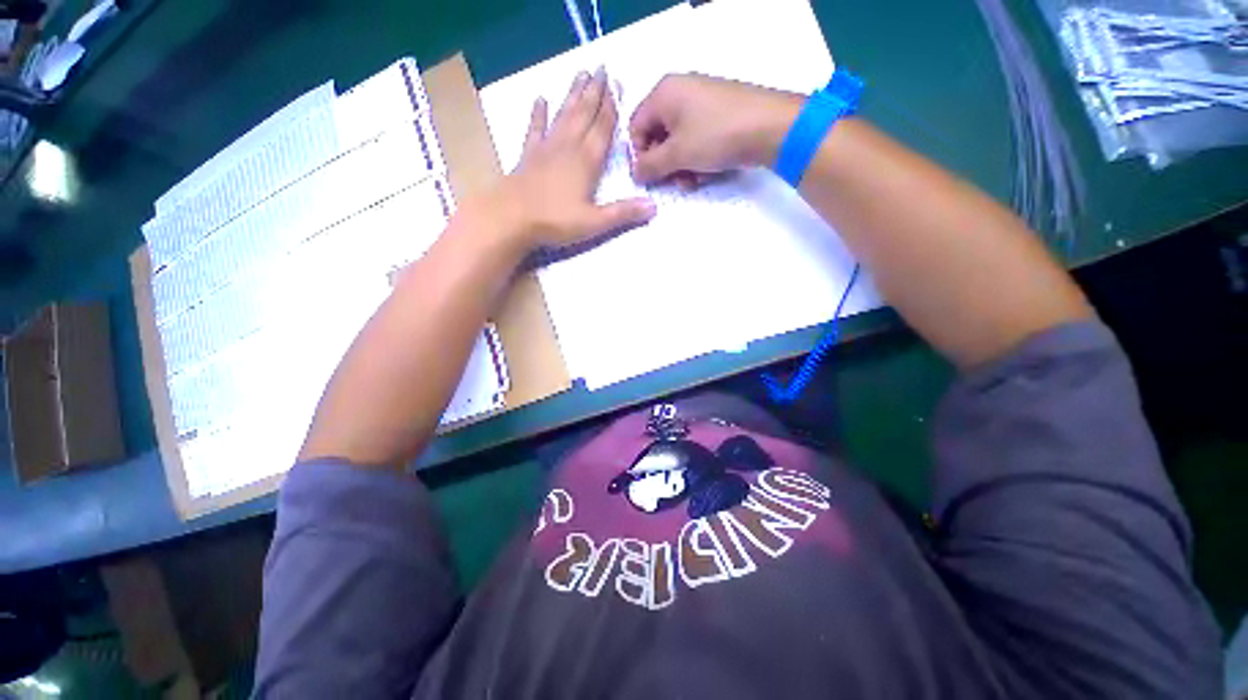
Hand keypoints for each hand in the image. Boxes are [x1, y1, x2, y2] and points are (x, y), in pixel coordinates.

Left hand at [484, 67, 654, 250]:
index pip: (602, 129)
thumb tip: (654, 207)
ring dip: (572, 95)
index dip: (611, 107)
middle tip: (601, 68)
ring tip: (580, 73)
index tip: (617, 84)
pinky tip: (539, 99)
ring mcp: (546, 149)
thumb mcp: (594, 222)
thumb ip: (623, 213)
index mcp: (586, 162)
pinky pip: (534, 129)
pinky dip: (537, 114)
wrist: (511, 218)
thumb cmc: (555, 221)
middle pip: (584, 115)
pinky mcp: (527, 156)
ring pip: (563, 116)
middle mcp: (568, 148)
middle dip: (594, 92)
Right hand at [629, 74, 801, 184]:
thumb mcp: (677, 154)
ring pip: (677, 140)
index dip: (640, 156)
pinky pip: (696, 137)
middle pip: (657, 135)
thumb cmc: (716, 136)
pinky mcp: (719, 112)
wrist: (771, 128)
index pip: (636, 128)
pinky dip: (696, 157)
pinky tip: (706, 172)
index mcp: (664, 93)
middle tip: (675, 182)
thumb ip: (650, 166)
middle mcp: (680, 91)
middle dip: (664, 164)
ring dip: (680, 166)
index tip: (651, 178)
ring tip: (693, 180)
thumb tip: (635, 173)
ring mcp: (702, 100)